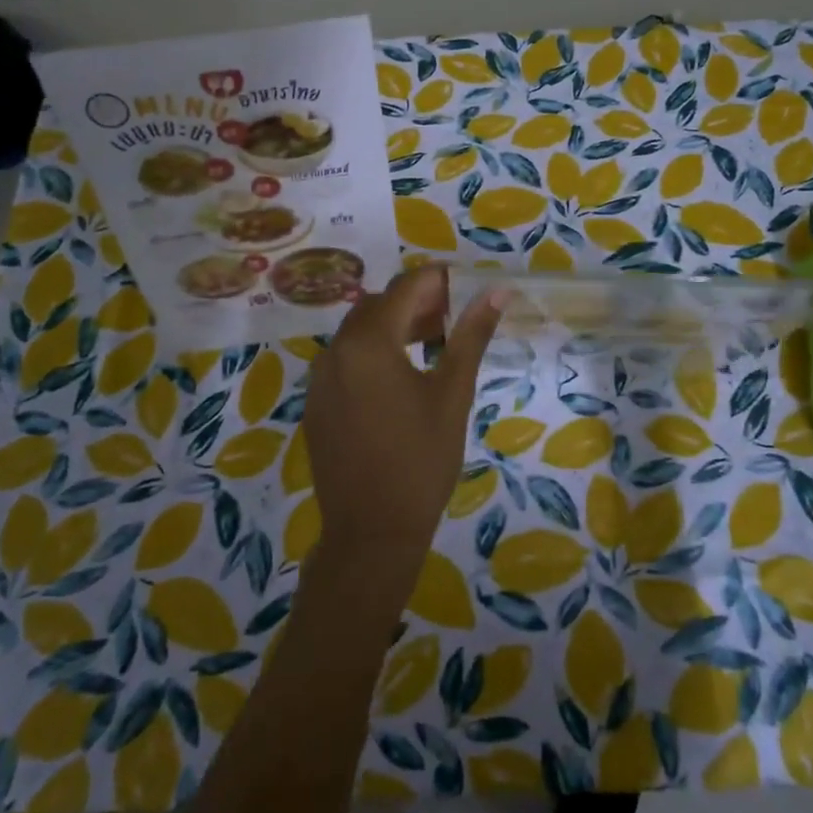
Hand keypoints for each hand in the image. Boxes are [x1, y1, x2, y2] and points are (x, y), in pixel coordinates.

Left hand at [303, 267, 504, 579]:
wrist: (371, 531)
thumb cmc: (421, 460)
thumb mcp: (452, 394)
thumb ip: (471, 336)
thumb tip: (496, 292)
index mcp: (369, 341)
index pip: (406, 287)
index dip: (438, 281)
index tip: (466, 288)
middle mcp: (336, 349)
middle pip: (379, 305)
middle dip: (416, 303)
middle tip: (453, 320)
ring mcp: (320, 377)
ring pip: (359, 332)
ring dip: (394, 327)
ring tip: (432, 344)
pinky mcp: (316, 401)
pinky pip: (345, 360)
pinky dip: (372, 354)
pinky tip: (399, 380)